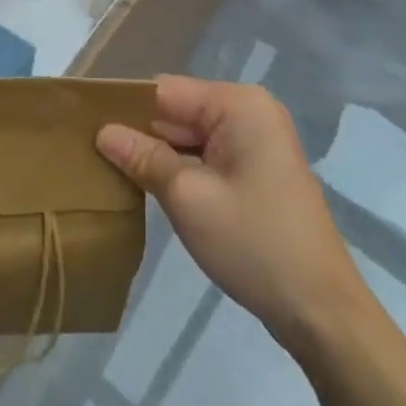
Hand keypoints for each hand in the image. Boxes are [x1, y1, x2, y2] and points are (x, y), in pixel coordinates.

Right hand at [95, 76, 365, 353]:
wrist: (322, 314)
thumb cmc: (254, 244)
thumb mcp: (188, 198)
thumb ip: (143, 157)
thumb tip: (102, 131)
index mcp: (237, 105)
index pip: (164, 91)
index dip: (123, 106)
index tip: (82, 124)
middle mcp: (248, 112)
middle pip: (176, 111)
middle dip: (137, 131)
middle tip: (87, 151)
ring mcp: (254, 143)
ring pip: (187, 136)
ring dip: (154, 153)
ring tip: (106, 167)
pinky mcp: (254, 172)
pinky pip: (204, 156)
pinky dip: (177, 169)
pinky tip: (144, 186)